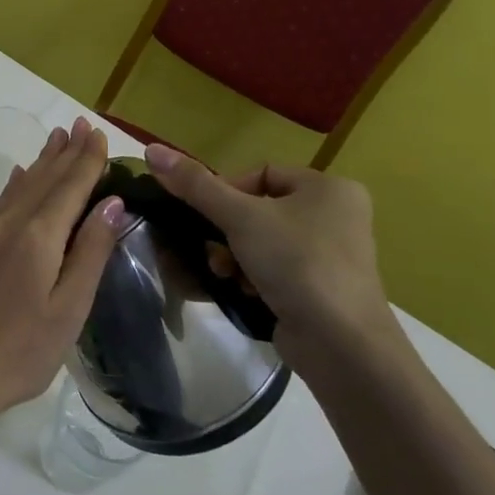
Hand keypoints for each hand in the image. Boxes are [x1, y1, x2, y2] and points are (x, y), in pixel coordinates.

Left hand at [0, 118, 121, 434]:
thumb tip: (113, 203)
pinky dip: (20, 181)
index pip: (71, 186)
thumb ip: (91, 251)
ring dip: (44, 160)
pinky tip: (23, 173)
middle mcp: (13, 222)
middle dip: (68, 151)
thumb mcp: (69, 308)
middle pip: (47, 178)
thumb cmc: (23, 350)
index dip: (89, 160)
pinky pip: (5, 199)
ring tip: (59, 136)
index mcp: (40, 236)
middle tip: (83, 124)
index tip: (101, 134)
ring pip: (24, 184)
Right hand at [143, 145, 397, 375]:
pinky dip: (254, 277)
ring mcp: (334, 256)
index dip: (228, 191)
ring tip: (225, 274)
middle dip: (227, 231)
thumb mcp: (240, 217)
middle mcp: (337, 216)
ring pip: (264, 241)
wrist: (342, 345)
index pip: (262, 174)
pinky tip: (242, 291)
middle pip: (260, 209)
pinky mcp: (325, 290)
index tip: (208, 216)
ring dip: (235, 256)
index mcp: (329, 188)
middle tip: (213, 250)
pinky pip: (277, 270)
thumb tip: (152, 150)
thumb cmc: (296, 263)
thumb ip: (195, 184)